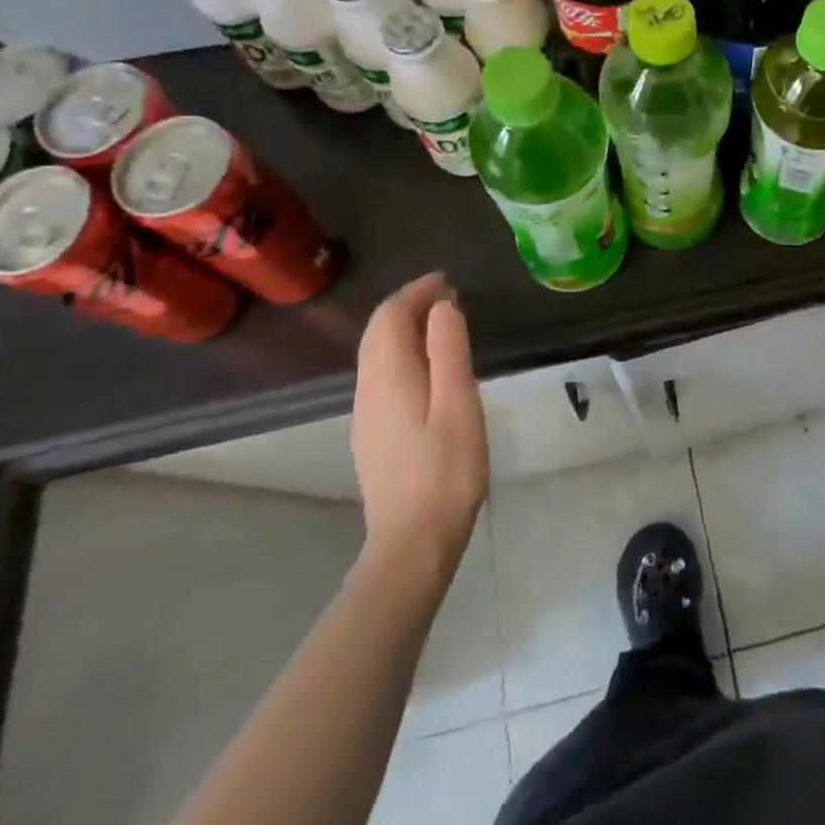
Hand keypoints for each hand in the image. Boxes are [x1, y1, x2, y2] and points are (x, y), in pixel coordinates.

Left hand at [351, 273, 487, 574]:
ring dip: (404, 328)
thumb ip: (448, 350)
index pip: (391, 315)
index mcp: (389, 376)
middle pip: (378, 331)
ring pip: (376, 353)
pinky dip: (401, 352)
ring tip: (441, 324)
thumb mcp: (458, 403)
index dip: (417, 291)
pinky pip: (380, 374)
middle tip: (448, 297)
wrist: (412, 543)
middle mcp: (368, 388)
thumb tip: (442, 306)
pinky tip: (426, 367)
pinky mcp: (372, 433)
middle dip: (409, 305)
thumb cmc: (446, 470)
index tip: (448, 281)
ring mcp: (366, 413)